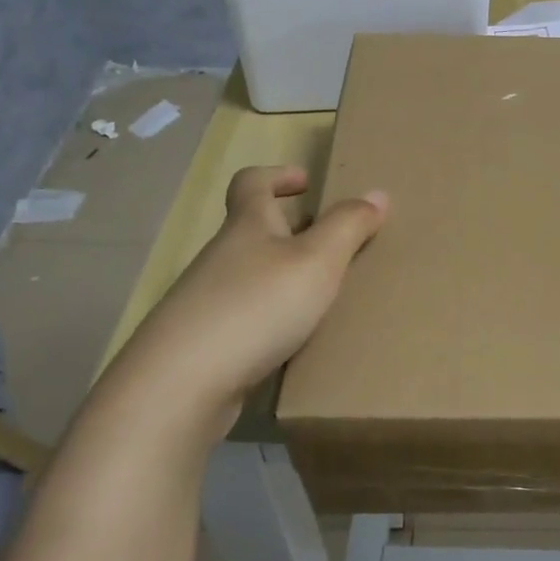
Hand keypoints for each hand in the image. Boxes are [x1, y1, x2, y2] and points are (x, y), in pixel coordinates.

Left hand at [101, 165, 387, 431]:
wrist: (181, 385)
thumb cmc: (256, 307)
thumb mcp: (317, 261)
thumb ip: (348, 226)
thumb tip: (377, 193)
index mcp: (246, 227)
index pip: (252, 183)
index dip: (278, 175)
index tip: (306, 182)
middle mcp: (222, 257)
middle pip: (253, 230)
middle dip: (291, 230)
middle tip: (332, 242)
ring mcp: (207, 300)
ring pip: (251, 275)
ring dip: (283, 276)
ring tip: (323, 294)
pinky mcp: (205, 341)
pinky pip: (246, 315)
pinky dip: (271, 316)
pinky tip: (294, 340)